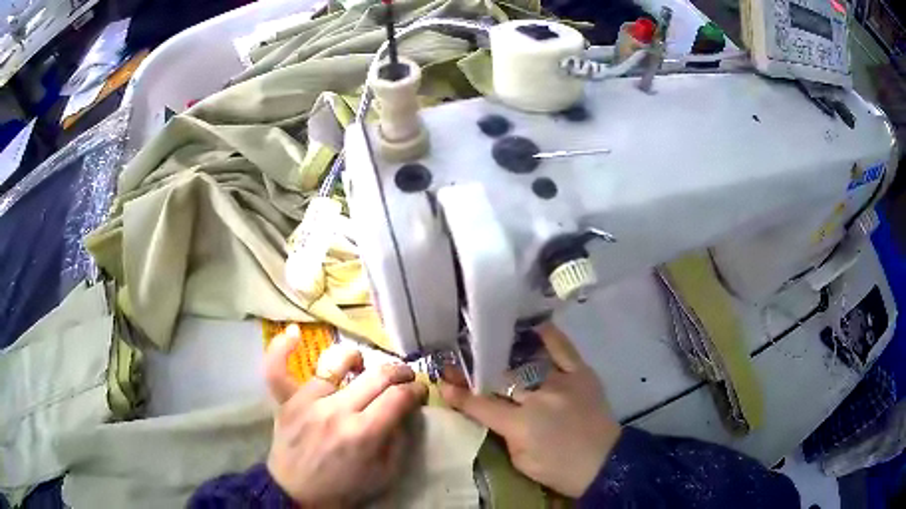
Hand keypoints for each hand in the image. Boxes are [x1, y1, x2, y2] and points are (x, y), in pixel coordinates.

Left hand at [264, 325, 427, 506]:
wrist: (296, 494)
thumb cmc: (344, 488)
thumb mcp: (384, 474)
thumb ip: (399, 440)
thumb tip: (405, 410)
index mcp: (363, 433)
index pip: (398, 397)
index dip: (416, 390)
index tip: (420, 392)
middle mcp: (336, 410)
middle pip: (376, 375)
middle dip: (399, 372)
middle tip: (405, 377)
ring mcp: (307, 401)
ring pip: (336, 363)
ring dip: (358, 359)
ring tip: (362, 366)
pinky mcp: (287, 401)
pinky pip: (278, 369)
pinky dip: (282, 349)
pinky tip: (294, 334)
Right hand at [440, 323, 620, 497]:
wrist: (604, 462)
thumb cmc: (558, 469)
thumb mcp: (520, 460)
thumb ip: (502, 433)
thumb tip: (487, 413)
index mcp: (520, 424)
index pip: (480, 404)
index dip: (458, 394)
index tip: (442, 382)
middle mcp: (538, 397)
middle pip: (499, 378)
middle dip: (474, 370)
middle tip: (457, 360)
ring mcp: (562, 382)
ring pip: (526, 361)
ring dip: (504, 353)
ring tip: (489, 341)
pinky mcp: (582, 374)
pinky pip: (564, 349)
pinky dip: (549, 336)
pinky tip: (535, 327)